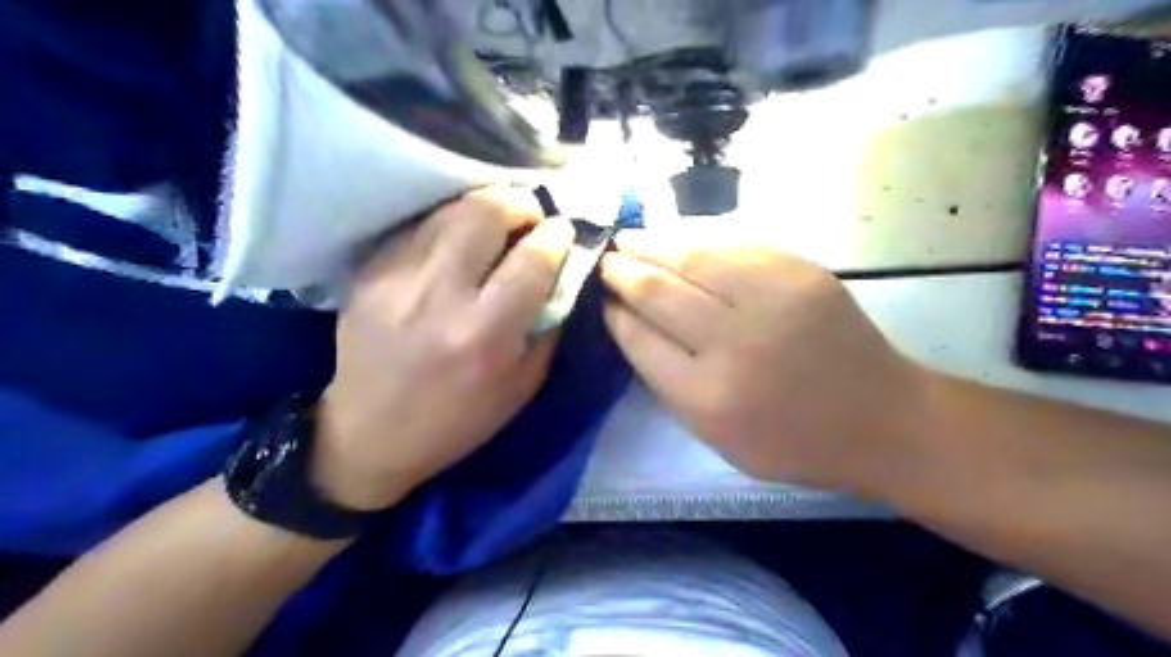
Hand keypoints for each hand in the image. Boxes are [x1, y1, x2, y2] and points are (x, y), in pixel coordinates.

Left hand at [313, 188, 573, 510]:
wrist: (371, 435)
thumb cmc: (459, 420)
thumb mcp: (523, 386)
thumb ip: (549, 325)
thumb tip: (563, 273)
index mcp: (485, 335)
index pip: (532, 259)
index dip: (556, 235)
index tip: (564, 230)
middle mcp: (439, 297)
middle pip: (485, 214)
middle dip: (520, 203)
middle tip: (530, 216)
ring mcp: (396, 280)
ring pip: (449, 212)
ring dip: (484, 208)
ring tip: (497, 222)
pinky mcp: (367, 274)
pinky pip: (418, 228)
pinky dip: (448, 226)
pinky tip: (457, 244)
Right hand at [598, 228, 938, 496]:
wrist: (881, 419)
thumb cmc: (792, 441)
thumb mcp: (716, 437)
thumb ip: (669, 383)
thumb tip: (632, 325)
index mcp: (708, 397)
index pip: (640, 339)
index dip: (614, 313)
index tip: (601, 299)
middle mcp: (734, 344)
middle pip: (658, 292)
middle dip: (623, 272)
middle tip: (604, 260)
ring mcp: (771, 300)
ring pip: (692, 257)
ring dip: (652, 243)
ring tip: (629, 239)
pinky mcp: (800, 272)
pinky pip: (733, 243)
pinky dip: (696, 236)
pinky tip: (675, 234)